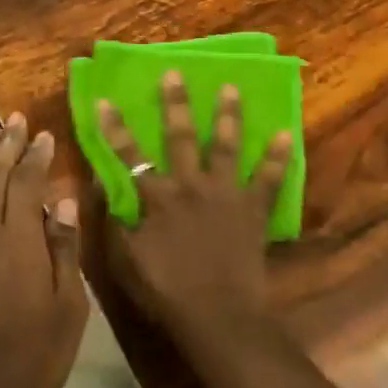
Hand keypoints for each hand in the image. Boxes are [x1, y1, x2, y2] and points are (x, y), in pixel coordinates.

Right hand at [96, 73, 291, 339]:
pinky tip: (286, 133)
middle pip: (181, 136)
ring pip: (226, 145)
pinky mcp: (253, 209)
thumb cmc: (166, 291)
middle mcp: (191, 185)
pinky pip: (269, 178)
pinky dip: (278, 157)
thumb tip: (101, 185)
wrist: (217, 314)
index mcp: (157, 197)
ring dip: (227, 115)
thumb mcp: (125, 260)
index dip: (114, 128)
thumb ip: (114, 220)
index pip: (129, 155)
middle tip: (175, 73)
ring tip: (230, 88)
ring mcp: (226, 193)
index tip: (105, 100)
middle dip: (175, 103)